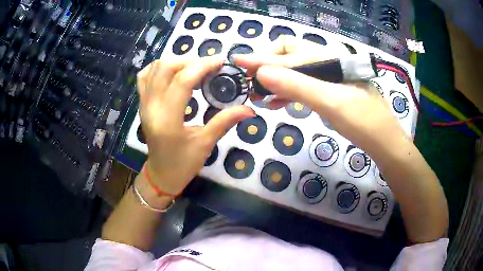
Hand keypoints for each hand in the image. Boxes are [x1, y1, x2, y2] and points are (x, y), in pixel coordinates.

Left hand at [137, 56, 254, 194]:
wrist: (160, 174)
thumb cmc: (183, 164)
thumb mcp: (205, 144)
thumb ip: (225, 122)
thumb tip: (249, 109)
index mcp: (167, 119)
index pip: (182, 81)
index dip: (203, 66)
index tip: (220, 61)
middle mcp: (151, 107)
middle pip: (166, 68)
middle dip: (190, 60)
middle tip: (208, 66)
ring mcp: (143, 104)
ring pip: (154, 68)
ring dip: (176, 61)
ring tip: (194, 67)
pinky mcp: (142, 103)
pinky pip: (145, 76)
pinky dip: (159, 67)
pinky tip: (173, 71)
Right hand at [234, 36, 407, 152]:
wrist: (384, 142)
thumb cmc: (362, 121)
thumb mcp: (329, 102)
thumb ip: (295, 85)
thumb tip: (260, 73)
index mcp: (328, 57)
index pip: (288, 52)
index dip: (262, 57)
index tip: (239, 62)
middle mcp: (327, 61)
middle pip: (290, 55)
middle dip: (268, 67)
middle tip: (251, 84)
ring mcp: (328, 76)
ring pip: (295, 71)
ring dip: (276, 80)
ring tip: (258, 96)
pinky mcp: (329, 90)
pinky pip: (303, 85)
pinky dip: (288, 92)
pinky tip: (275, 102)